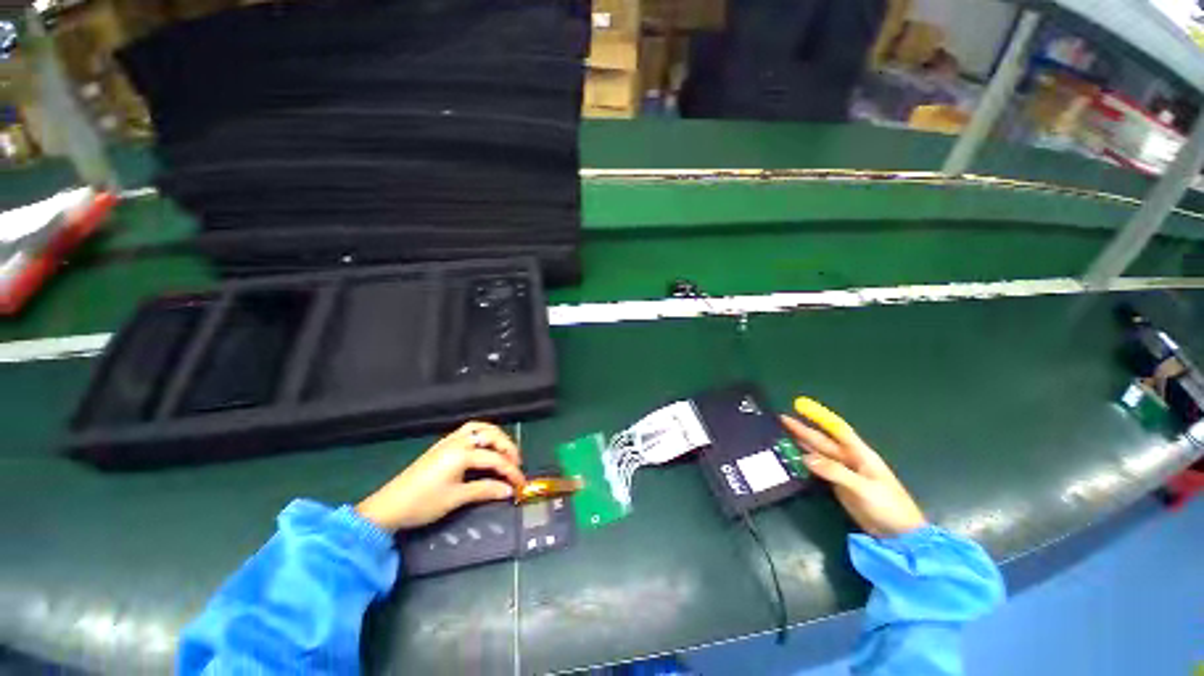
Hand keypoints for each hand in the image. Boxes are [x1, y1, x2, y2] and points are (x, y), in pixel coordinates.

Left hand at [355, 421, 525, 531]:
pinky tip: (485, 446)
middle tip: (517, 464)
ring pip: (480, 428)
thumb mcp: (456, 499)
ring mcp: (449, 440)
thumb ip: (485, 490)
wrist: (388, 507)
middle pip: (492, 436)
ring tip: (505, 451)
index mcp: (462, 454)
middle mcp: (458, 441)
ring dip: (497, 436)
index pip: (495, 459)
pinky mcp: (442, 445)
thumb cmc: (422, 504)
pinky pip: (469, 430)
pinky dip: (483, 433)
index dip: (512, 471)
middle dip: (508, 448)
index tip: (521, 483)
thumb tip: (509, 490)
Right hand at [781, 397, 926, 537]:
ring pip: (819, 453)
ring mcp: (844, 472)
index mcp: (860, 454)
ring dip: (803, 443)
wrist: (900, 535)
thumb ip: (834, 472)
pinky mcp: (839, 485)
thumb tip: (805, 458)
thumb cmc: (889, 506)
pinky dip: (806, 461)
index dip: (820, 416)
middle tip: (783, 420)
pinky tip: (796, 457)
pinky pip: (819, 468)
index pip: (838, 429)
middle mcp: (850, 459)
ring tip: (784, 433)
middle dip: (804, 429)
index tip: (801, 406)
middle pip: (824, 440)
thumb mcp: (863, 488)